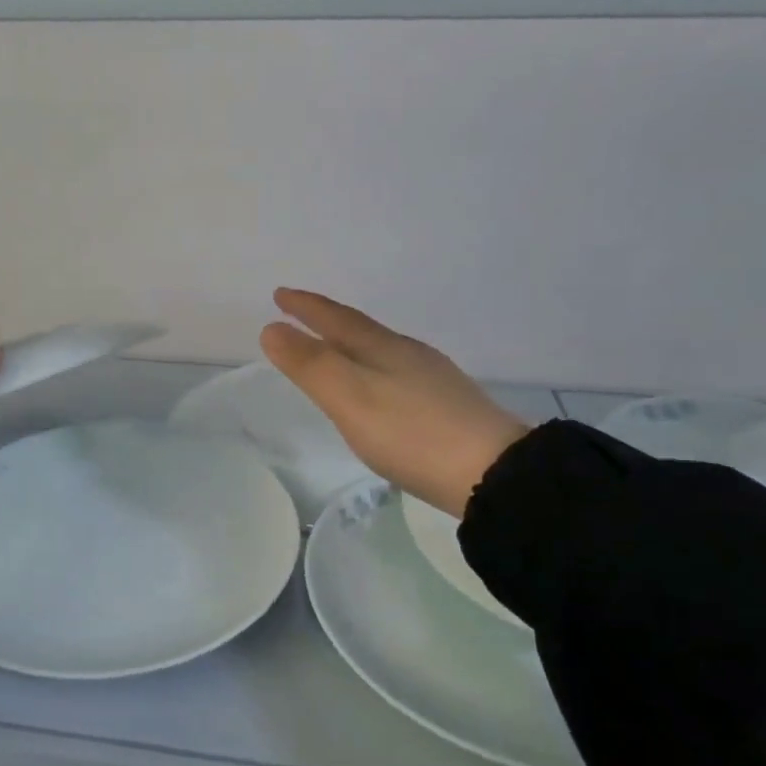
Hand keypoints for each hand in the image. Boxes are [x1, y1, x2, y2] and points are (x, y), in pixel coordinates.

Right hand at [260, 289, 527, 517]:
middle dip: (326, 320)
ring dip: (350, 345)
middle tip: (299, 314)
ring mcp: (431, 378)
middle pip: (359, 329)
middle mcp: (408, 353)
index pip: (335, 318)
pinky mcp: (447, 405)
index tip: (279, 294)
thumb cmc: (411, 433)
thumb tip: (271, 329)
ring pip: (380, 350)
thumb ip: (311, 365)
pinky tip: (380, 390)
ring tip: (333, 349)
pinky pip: (396, 373)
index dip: (305, 306)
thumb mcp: (350, 399)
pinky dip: (373, 370)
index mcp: (382, 348)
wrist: (493, 472)